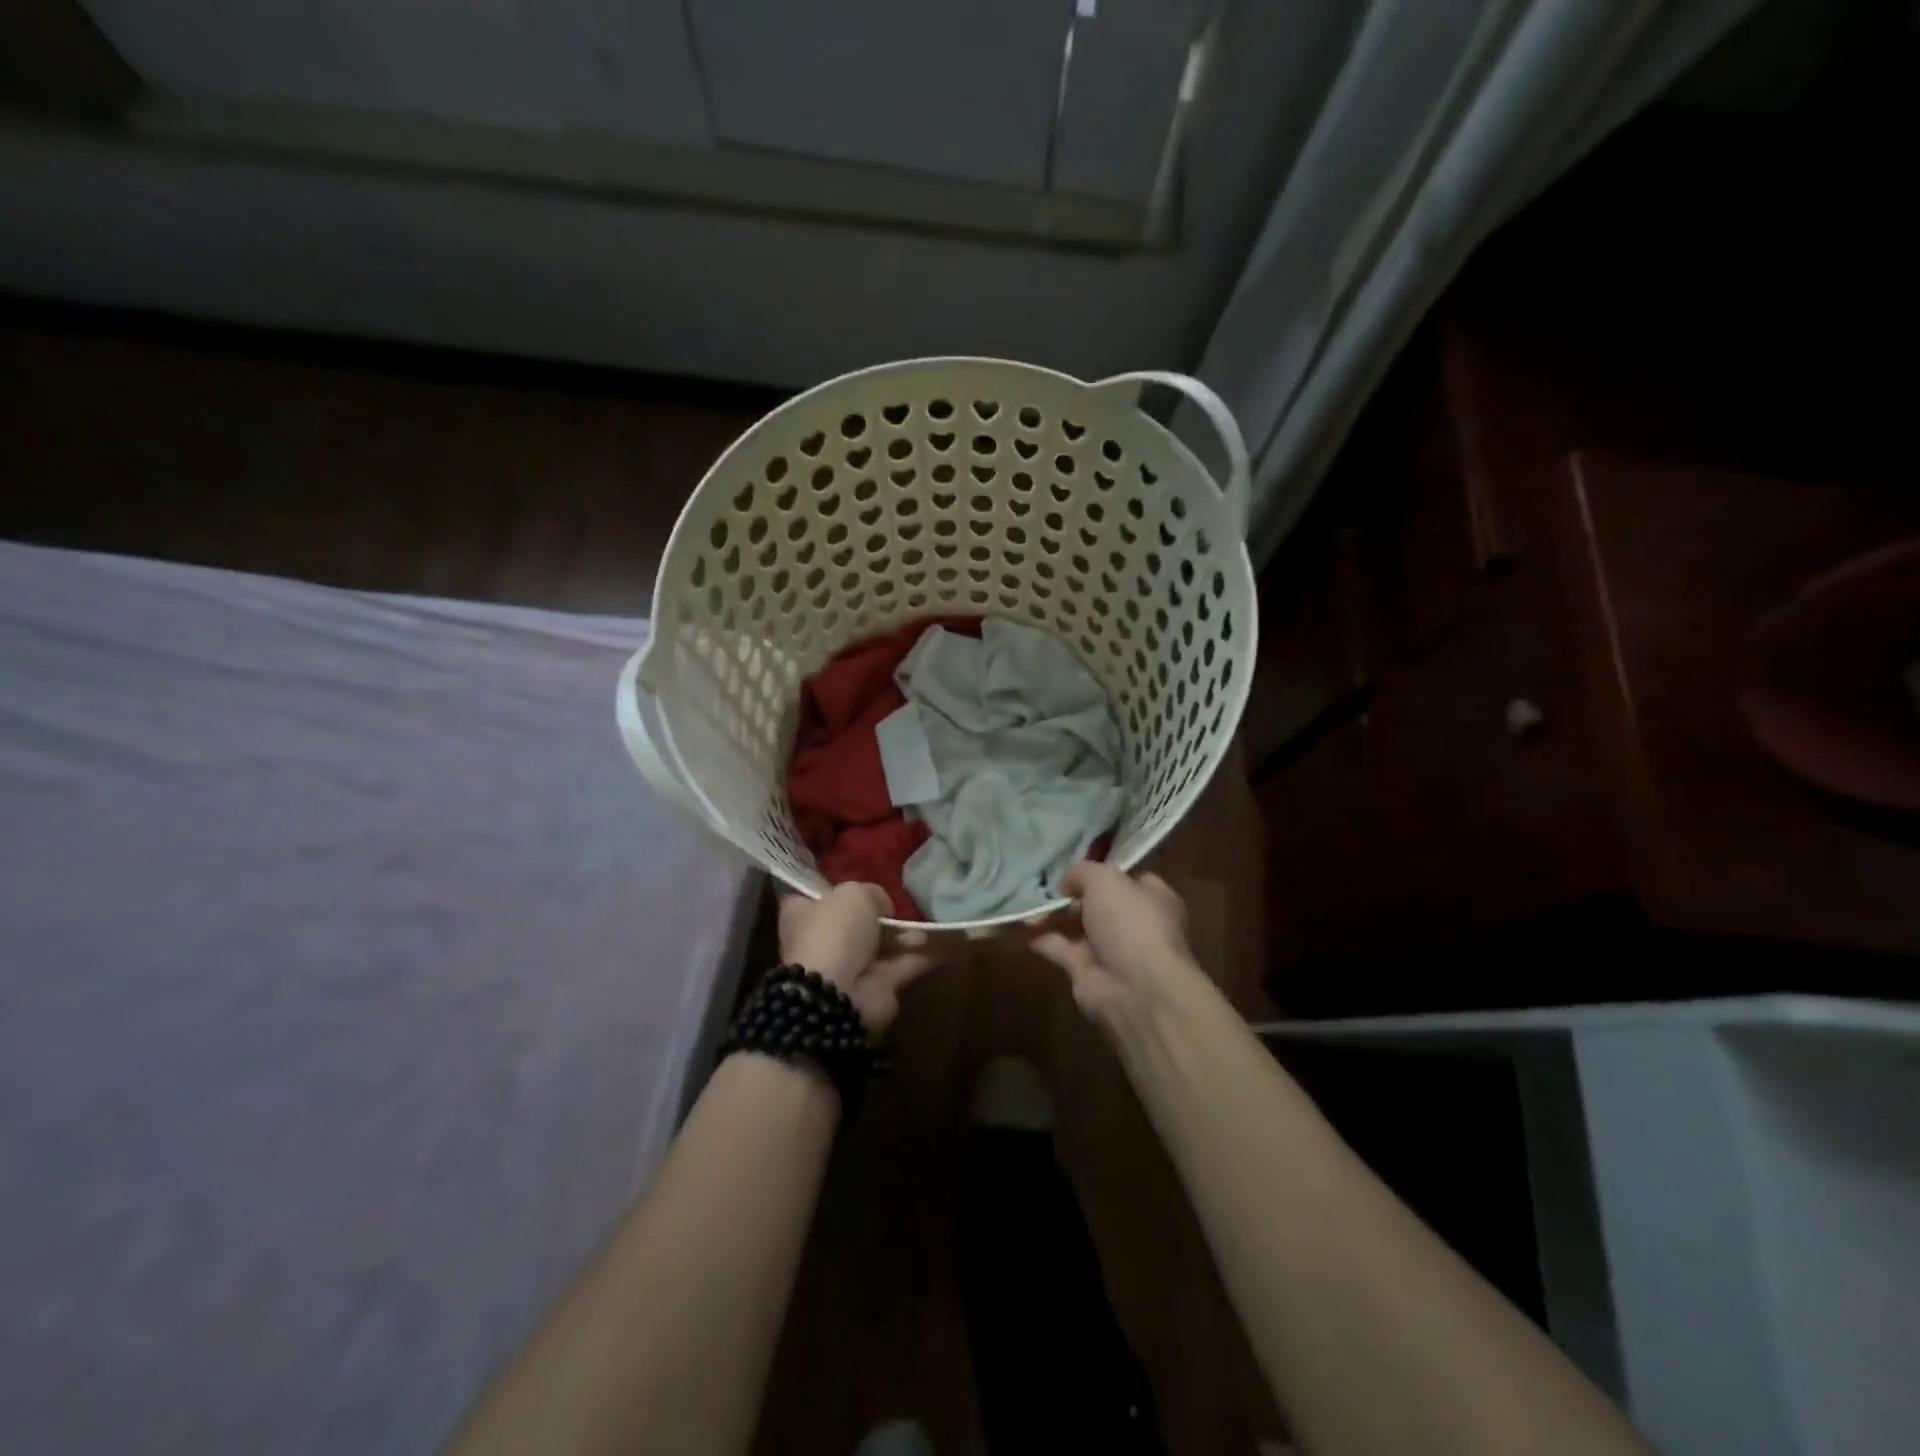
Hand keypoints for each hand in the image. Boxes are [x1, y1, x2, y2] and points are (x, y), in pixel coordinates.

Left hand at [779, 883, 934, 1035]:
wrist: (838, 993)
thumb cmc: (835, 933)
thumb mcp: (855, 893)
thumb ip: (872, 893)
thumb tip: (883, 909)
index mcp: (802, 914)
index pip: (814, 897)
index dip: (835, 890)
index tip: (859, 883)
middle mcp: (821, 940)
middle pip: (853, 923)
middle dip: (879, 916)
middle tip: (900, 907)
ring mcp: (847, 967)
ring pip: (880, 946)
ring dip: (903, 938)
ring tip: (923, 930)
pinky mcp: (873, 989)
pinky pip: (900, 968)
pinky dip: (918, 959)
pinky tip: (940, 949)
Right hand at [1031, 862, 1198, 1030]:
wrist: (1135, 988)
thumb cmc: (1130, 923)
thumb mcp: (1106, 879)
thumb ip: (1082, 872)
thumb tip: (1066, 884)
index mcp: (1151, 898)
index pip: (1126, 880)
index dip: (1101, 872)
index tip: (1074, 867)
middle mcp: (1132, 923)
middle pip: (1096, 903)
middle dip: (1070, 895)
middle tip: (1043, 885)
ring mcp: (1108, 949)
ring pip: (1075, 925)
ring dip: (1051, 915)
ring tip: (1025, 904)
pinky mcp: (1085, 971)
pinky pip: (1059, 948)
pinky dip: (1041, 937)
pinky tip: (1022, 925)